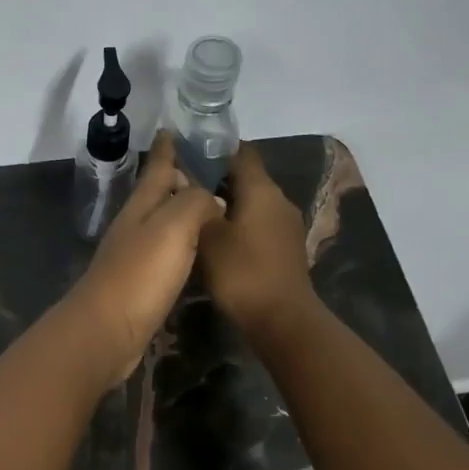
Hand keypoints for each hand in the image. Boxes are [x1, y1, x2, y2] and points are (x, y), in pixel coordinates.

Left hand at [65, 133, 225, 383]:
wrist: (107, 330)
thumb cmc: (141, 274)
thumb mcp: (173, 227)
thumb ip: (195, 203)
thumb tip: (213, 199)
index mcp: (142, 206)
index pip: (157, 168)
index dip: (168, 148)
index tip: (174, 128)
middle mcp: (136, 225)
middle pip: (159, 194)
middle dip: (179, 178)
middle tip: (209, 168)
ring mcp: (135, 255)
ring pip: (163, 223)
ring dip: (182, 211)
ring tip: (210, 205)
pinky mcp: (141, 283)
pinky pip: (167, 253)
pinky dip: (183, 243)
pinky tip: (197, 251)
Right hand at [196, 143, 318, 342]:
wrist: (282, 320)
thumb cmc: (242, 273)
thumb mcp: (208, 236)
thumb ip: (197, 206)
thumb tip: (188, 183)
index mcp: (262, 190)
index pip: (241, 153)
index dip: (215, 150)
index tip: (187, 154)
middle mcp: (279, 201)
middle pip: (246, 178)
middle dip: (216, 179)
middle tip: (182, 187)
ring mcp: (286, 225)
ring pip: (251, 203)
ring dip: (226, 204)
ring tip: (194, 213)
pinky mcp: (285, 247)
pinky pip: (258, 224)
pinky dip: (238, 224)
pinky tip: (215, 239)